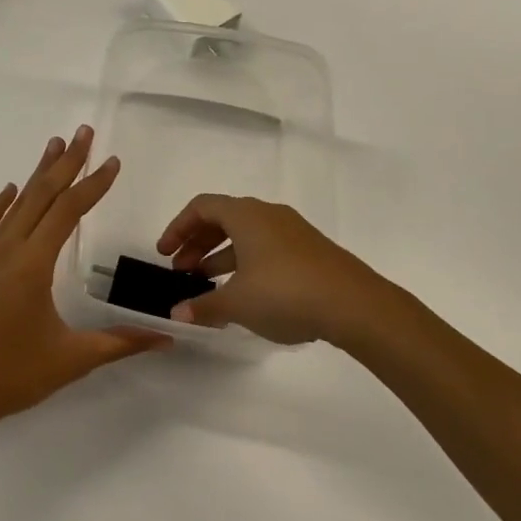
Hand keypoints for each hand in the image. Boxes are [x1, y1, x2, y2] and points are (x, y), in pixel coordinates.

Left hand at [0, 126, 170, 430]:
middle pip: (41, 194)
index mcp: (33, 264)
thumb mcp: (72, 359)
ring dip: (37, 173)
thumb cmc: (12, 375)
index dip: (93, 185)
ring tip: (53, 145)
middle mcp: (8, 249)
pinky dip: (0, 204)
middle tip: (83, 132)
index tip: (113, 162)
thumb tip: (167, 337)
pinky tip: (10, 191)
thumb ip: (120, 343)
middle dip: (66, 162)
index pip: (68, 211)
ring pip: (15, 204)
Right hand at [156, 194, 418, 345]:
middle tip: (182, 271)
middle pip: (222, 218)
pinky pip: (266, 247)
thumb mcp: (238, 303)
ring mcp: (292, 231)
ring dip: (221, 255)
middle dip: (197, 243)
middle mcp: (268, 214)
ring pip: (246, 235)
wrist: (356, 305)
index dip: (178, 227)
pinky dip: (246, 263)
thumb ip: (204, 306)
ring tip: (207, 285)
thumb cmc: (286, 293)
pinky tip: (245, 293)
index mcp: (246, 214)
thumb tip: (177, 313)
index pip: (201, 207)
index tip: (165, 254)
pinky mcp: (310, 251)